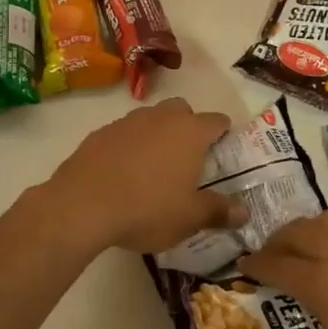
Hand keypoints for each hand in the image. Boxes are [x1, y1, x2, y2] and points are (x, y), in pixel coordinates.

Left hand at [46, 98, 243, 254]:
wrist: (82, 205)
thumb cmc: (148, 209)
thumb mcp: (189, 218)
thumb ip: (219, 212)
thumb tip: (245, 213)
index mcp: (190, 132)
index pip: (217, 121)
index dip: (223, 133)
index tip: (223, 149)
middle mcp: (161, 118)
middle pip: (182, 110)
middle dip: (188, 127)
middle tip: (188, 158)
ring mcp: (128, 122)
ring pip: (151, 118)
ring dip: (157, 134)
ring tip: (154, 166)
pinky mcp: (100, 133)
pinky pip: (124, 133)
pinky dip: (129, 145)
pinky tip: (123, 172)